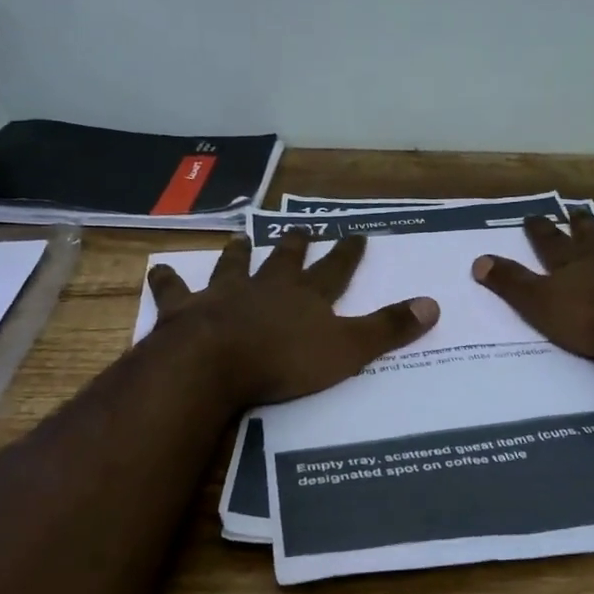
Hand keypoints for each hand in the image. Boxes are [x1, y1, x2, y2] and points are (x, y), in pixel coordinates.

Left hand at [146, 233, 438, 406]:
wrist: (214, 365)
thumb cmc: (285, 361)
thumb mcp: (348, 349)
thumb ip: (388, 328)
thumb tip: (434, 304)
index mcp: (306, 296)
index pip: (335, 269)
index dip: (347, 252)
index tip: (357, 233)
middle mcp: (266, 286)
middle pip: (283, 260)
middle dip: (294, 244)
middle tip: (298, 228)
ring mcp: (223, 295)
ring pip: (232, 266)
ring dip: (237, 254)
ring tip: (239, 238)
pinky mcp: (186, 311)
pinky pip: (175, 291)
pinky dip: (168, 282)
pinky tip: (158, 271)